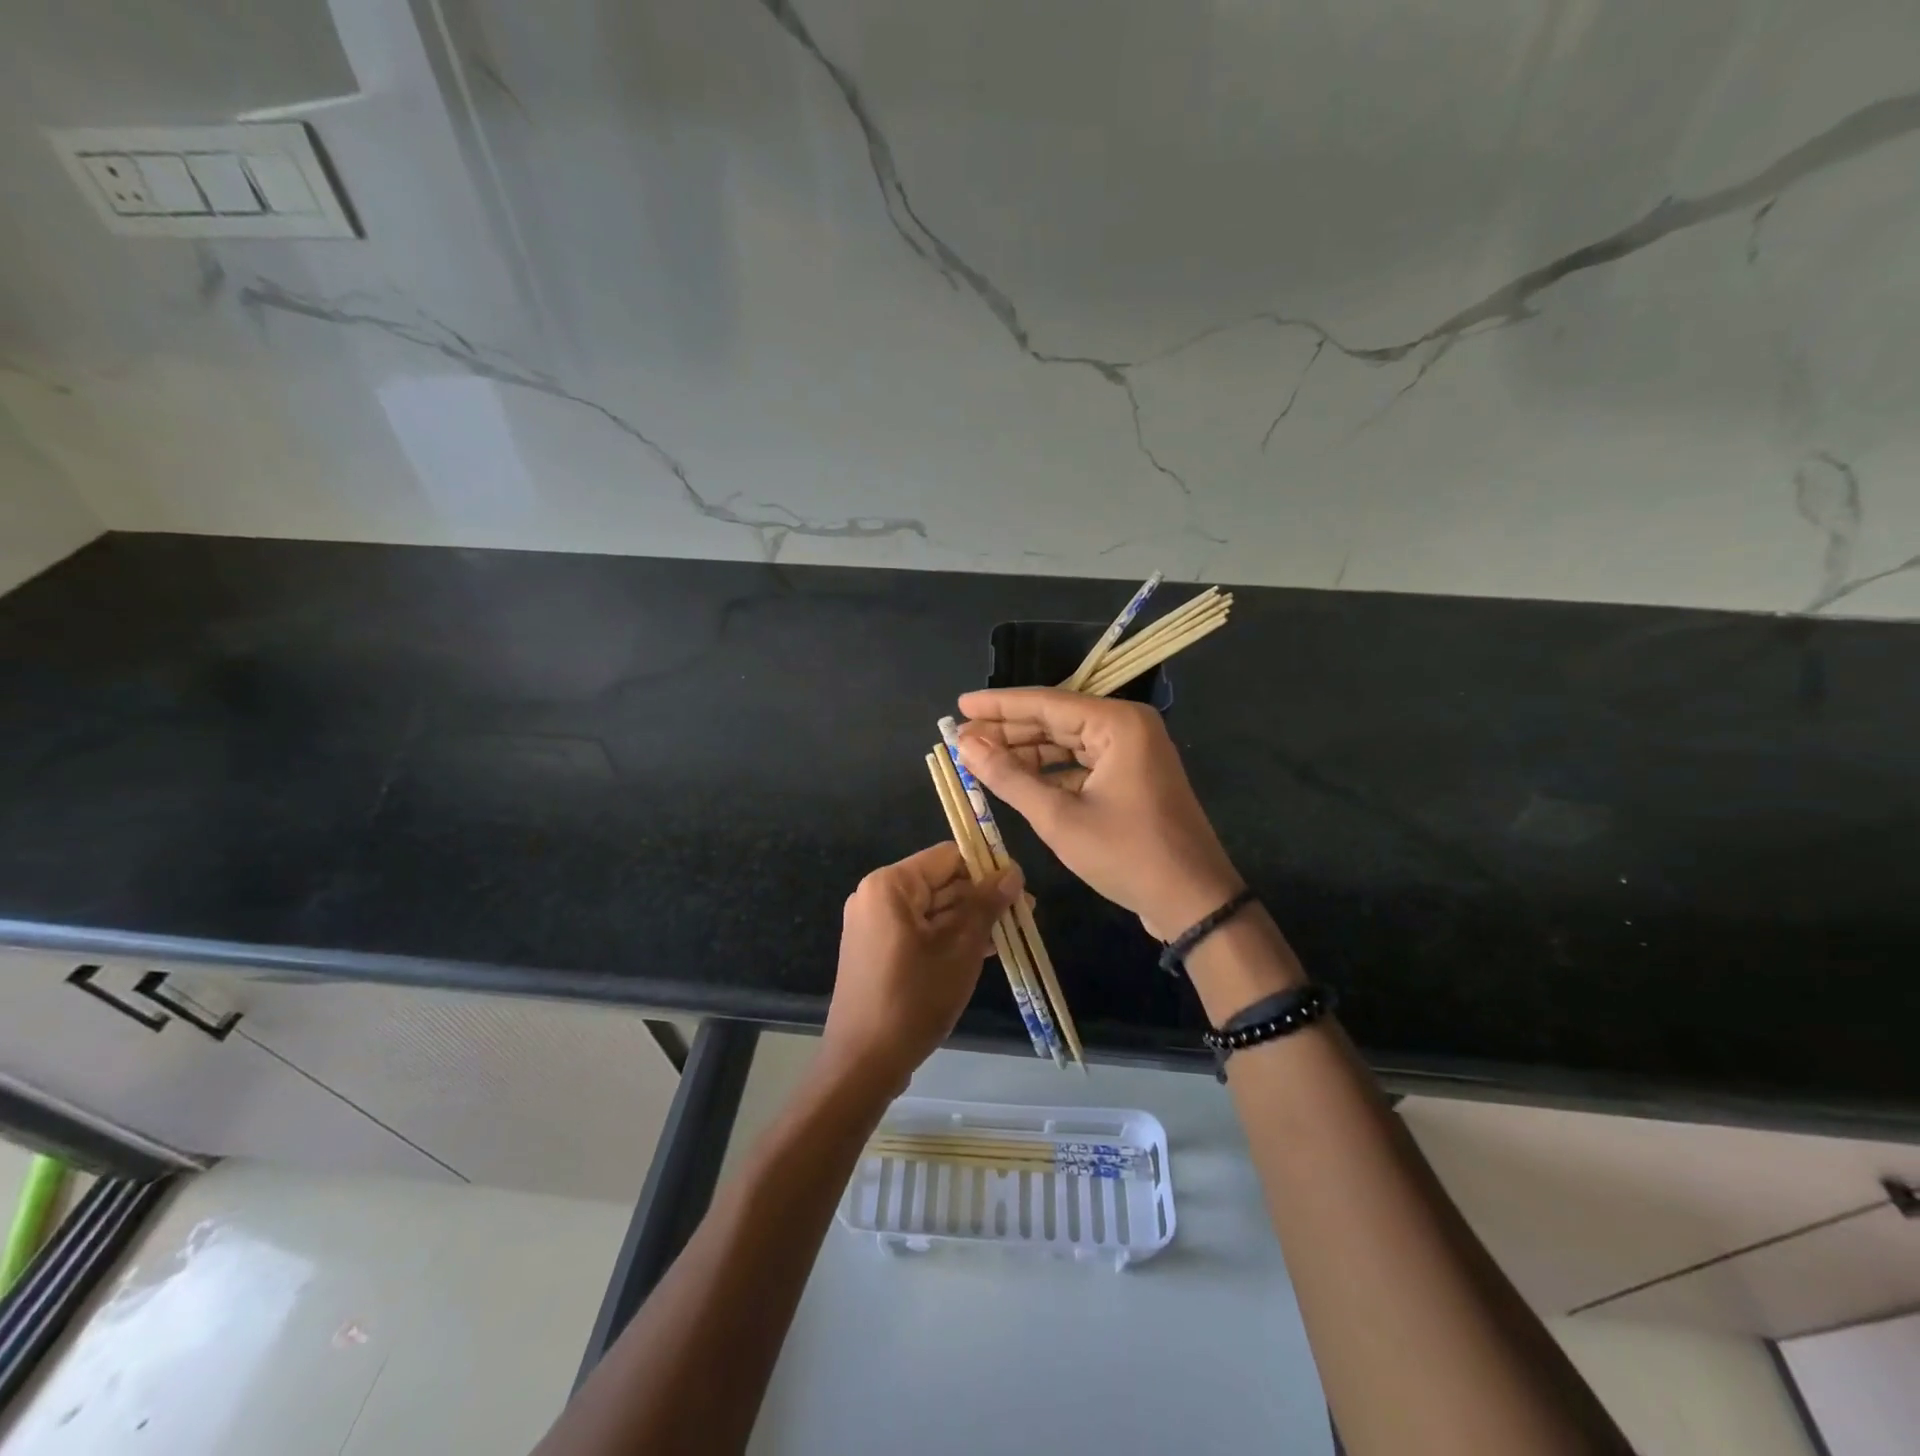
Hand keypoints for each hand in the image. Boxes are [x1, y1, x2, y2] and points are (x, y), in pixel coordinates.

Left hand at [821, 842, 1021, 1094]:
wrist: (864, 1063)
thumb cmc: (914, 999)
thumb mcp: (960, 950)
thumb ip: (986, 905)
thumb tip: (1013, 872)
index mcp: (891, 885)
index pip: (948, 857)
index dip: (987, 868)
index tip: (1019, 888)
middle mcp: (877, 896)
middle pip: (941, 882)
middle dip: (982, 897)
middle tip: (1026, 913)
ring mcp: (875, 924)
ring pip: (934, 909)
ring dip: (971, 919)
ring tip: (1014, 932)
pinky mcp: (878, 950)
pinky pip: (921, 931)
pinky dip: (950, 937)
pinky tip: (986, 948)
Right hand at [955, 688, 1241, 940]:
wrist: (1193, 902)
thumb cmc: (1126, 854)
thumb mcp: (1059, 818)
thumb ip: (1009, 777)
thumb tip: (966, 746)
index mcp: (1117, 724)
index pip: (1046, 704)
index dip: (998, 706)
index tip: (959, 705)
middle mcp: (1127, 727)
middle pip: (1056, 720)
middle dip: (1008, 731)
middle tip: (961, 738)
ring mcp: (1133, 753)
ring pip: (1068, 743)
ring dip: (1026, 753)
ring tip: (980, 758)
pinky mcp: (1132, 778)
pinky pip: (1082, 764)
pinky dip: (1050, 773)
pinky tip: (1016, 780)